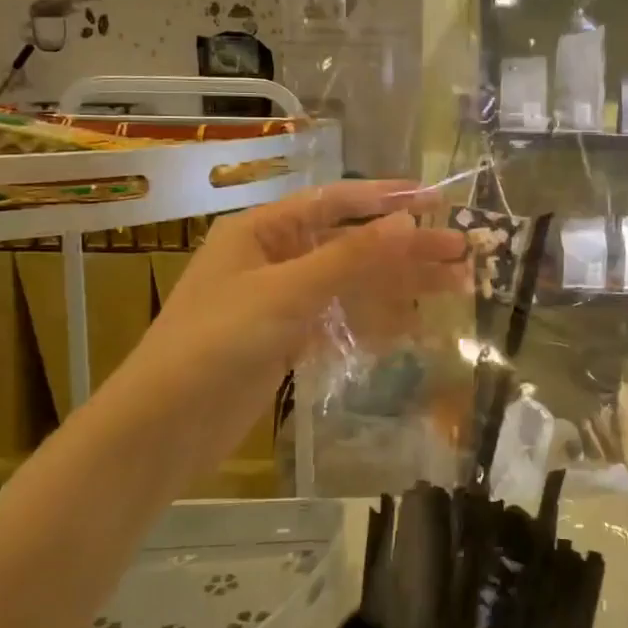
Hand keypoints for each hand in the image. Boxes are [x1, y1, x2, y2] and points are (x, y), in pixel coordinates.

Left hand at [89, 180, 467, 480]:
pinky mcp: (288, 339)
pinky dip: (376, 320)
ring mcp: (282, 301)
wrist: (164, 427)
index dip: (387, 199)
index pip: (336, 203)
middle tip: (463, 251)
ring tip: (457, 285)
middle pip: (353, 244)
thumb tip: (407, 222)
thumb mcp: (286, 292)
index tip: (435, 200)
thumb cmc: (217, 342)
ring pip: (353, 284)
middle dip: (407, 248)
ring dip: (400, 284)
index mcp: (263, 230)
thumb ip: (350, 257)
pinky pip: (342, 319)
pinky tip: (414, 324)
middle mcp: (274, 258)